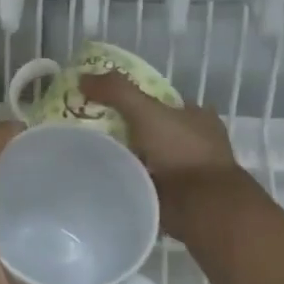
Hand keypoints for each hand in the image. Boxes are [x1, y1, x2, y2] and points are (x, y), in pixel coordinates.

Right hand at [79, 72, 247, 238]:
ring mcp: (186, 171)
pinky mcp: (176, 196)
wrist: (201, 206)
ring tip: (91, 156)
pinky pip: (145, 182)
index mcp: (196, 116)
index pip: (161, 101)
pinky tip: (105, 178)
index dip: (134, 99)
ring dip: (127, 158)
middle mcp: (194, 141)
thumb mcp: (145, 111)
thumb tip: (81, 78)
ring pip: (148, 157)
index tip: (104, 104)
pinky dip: (129, 180)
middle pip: (152, 129)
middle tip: (90, 130)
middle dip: (126, 131)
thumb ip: (116, 91)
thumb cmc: (181, 151)